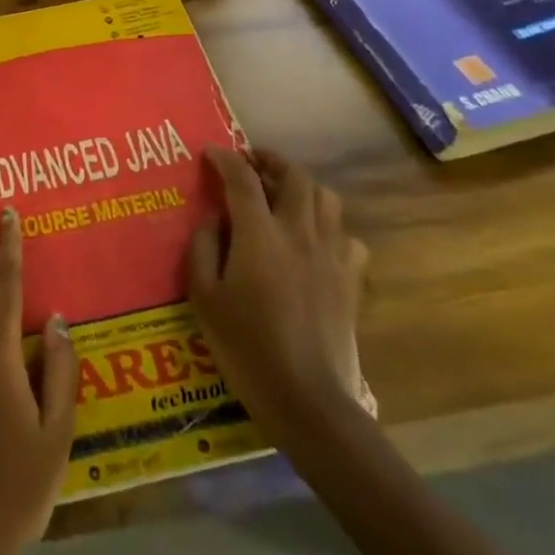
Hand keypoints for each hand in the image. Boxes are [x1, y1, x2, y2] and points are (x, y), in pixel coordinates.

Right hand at [188, 146, 368, 445]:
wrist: (308, 401)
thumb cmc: (246, 347)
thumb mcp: (204, 297)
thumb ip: (203, 248)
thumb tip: (214, 219)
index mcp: (260, 234)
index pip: (242, 178)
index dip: (225, 158)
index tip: (211, 153)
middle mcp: (299, 233)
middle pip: (294, 176)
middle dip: (271, 160)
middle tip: (251, 164)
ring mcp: (331, 256)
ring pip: (326, 199)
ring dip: (302, 187)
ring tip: (282, 195)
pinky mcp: (351, 282)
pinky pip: (348, 238)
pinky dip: (330, 229)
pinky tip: (314, 242)